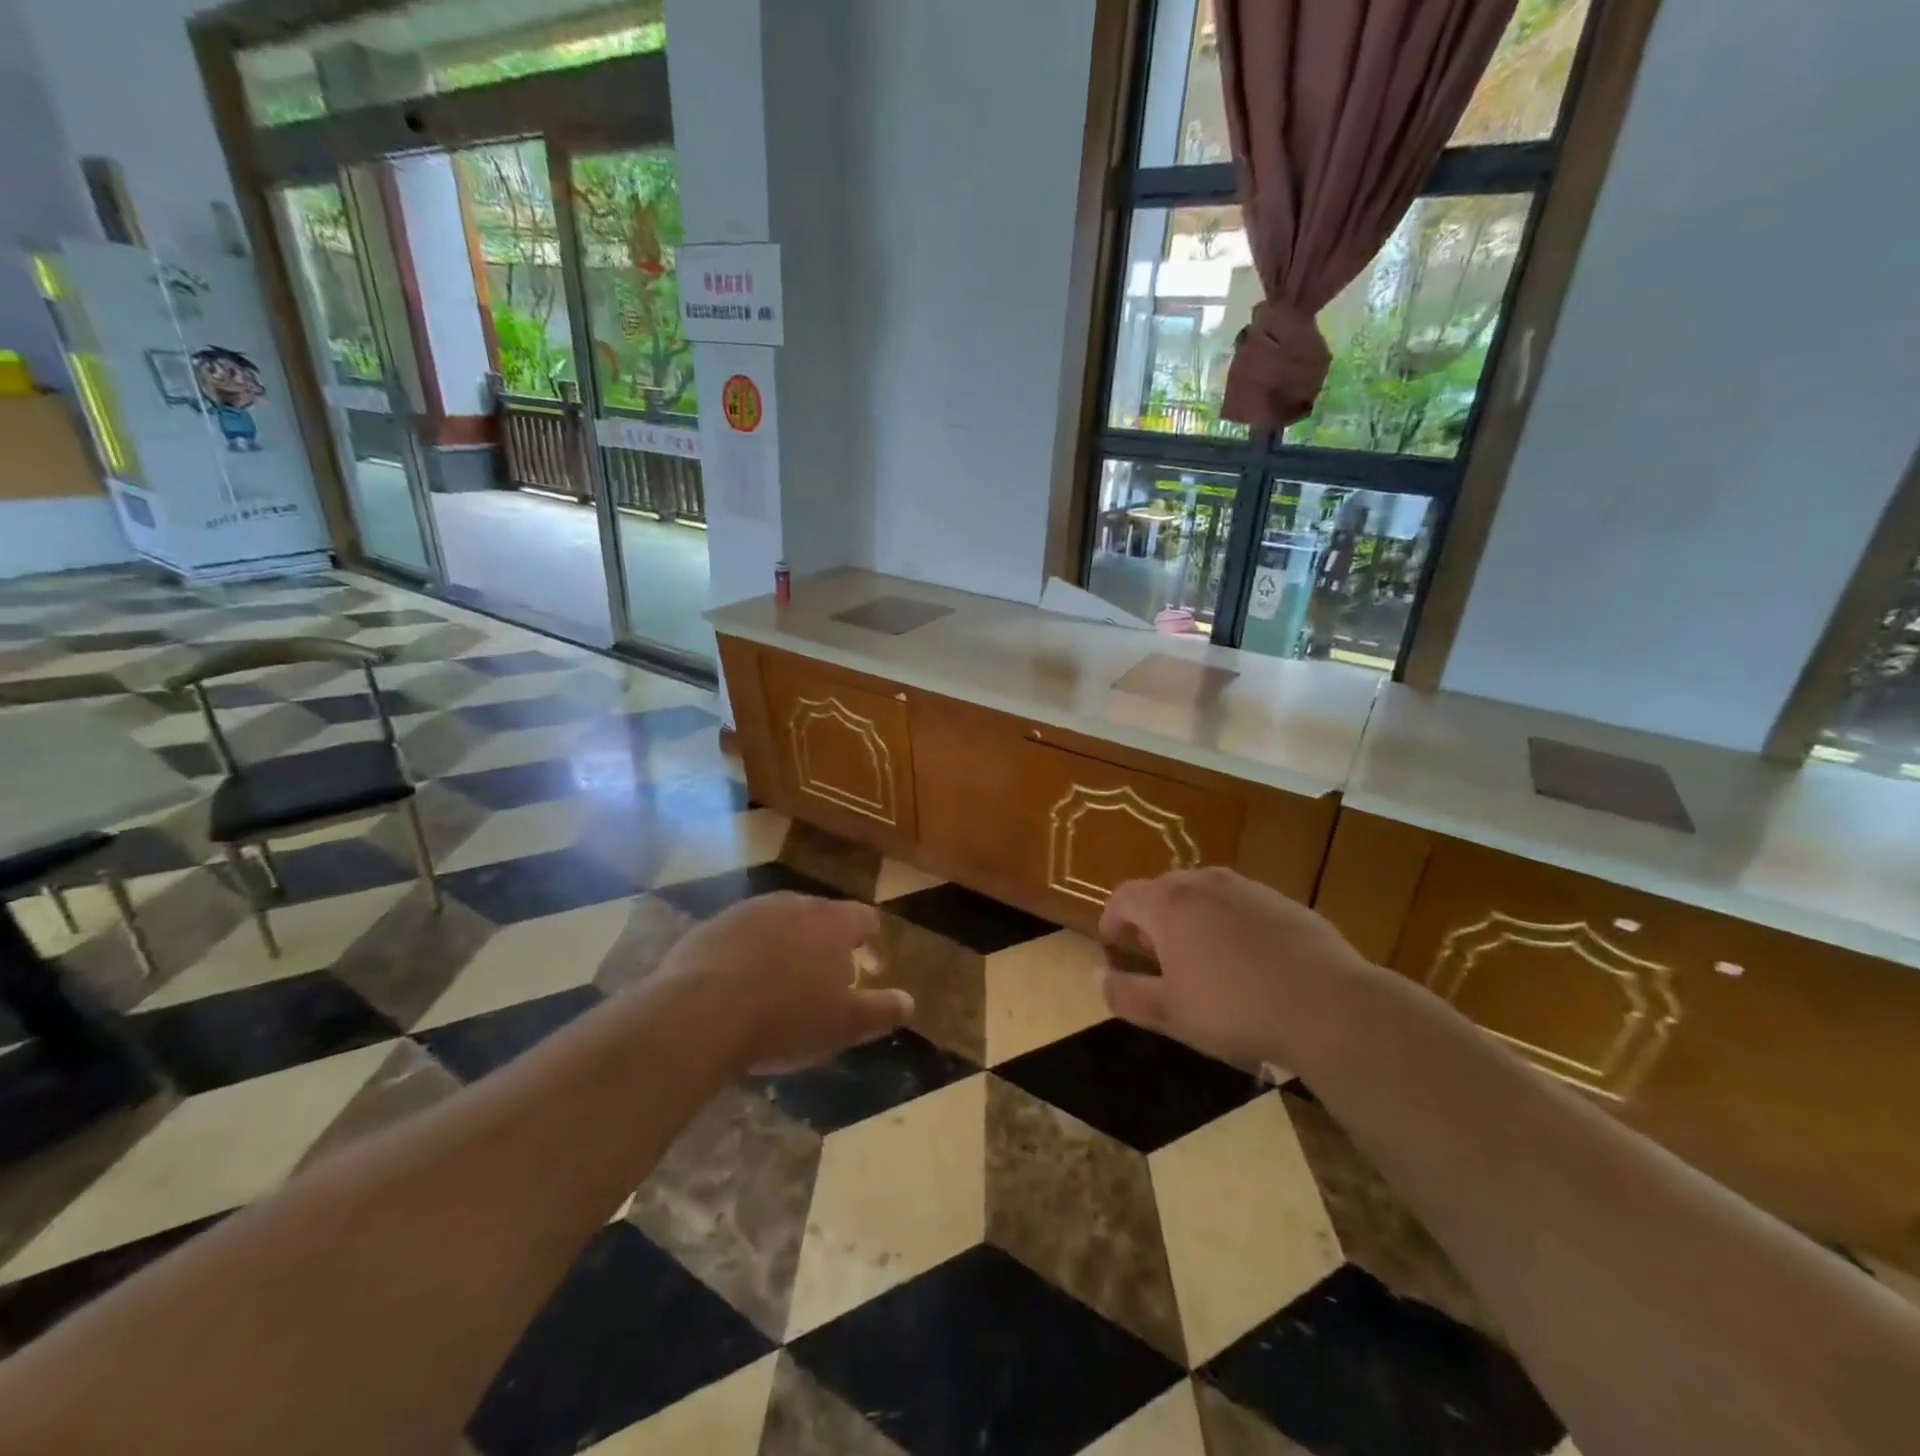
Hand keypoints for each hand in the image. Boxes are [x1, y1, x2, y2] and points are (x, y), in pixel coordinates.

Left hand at [651, 892, 913, 1073]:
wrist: (698, 1015)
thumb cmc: (785, 1018)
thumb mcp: (844, 1025)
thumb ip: (881, 1010)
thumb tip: (909, 1002)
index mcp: (832, 923)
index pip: (865, 918)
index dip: (873, 943)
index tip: (871, 970)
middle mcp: (793, 904)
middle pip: (822, 916)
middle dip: (829, 943)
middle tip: (827, 979)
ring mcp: (748, 911)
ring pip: (780, 922)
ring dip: (788, 945)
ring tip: (782, 983)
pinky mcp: (711, 926)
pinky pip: (742, 935)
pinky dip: (749, 953)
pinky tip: (740, 985)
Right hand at [1099, 867, 1369, 1071]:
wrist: (1329, 1006)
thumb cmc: (1235, 1009)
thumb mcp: (1170, 1013)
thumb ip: (1125, 994)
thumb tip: (1097, 977)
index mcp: (1169, 903)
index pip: (1124, 896)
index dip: (1112, 920)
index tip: (1115, 947)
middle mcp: (1204, 882)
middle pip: (1163, 890)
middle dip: (1151, 919)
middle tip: (1156, 957)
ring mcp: (1247, 888)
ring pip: (1203, 895)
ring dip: (1191, 919)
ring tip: (1201, 960)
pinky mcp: (1282, 901)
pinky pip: (1239, 905)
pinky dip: (1228, 924)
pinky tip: (1247, 963)